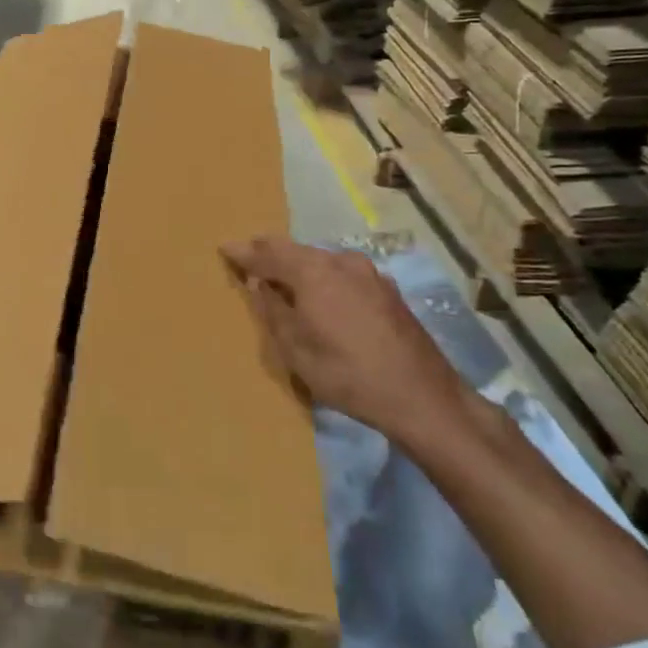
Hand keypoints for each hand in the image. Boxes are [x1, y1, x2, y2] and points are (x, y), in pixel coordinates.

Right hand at [221, 236, 465, 441]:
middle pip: (295, 250)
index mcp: (313, 271)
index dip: (243, 252)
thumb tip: (260, 284)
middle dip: (270, 253)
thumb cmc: (348, 374)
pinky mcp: (387, 291)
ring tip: (281, 277)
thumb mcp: (296, 349)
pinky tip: (320, 295)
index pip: (267, 253)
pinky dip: (323, 278)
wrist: (423, 398)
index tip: (224, 249)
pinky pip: (342, 274)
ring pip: (321, 260)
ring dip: (298, 266)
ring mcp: (369, 274)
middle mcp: (340, 262)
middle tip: (249, 260)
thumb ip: (272, 310)